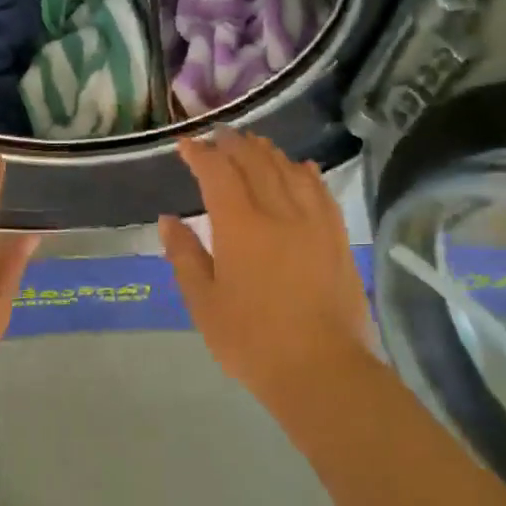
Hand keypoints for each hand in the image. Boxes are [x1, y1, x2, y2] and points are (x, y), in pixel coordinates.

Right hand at [159, 130, 376, 410]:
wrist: (322, 369)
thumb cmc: (251, 341)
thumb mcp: (204, 303)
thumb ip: (185, 256)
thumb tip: (168, 219)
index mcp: (240, 226)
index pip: (217, 174)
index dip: (200, 154)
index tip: (186, 144)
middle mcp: (279, 212)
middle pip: (255, 163)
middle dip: (234, 145)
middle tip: (218, 136)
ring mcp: (313, 223)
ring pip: (289, 171)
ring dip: (268, 153)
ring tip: (254, 144)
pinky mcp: (337, 238)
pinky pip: (321, 192)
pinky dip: (306, 173)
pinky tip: (301, 168)